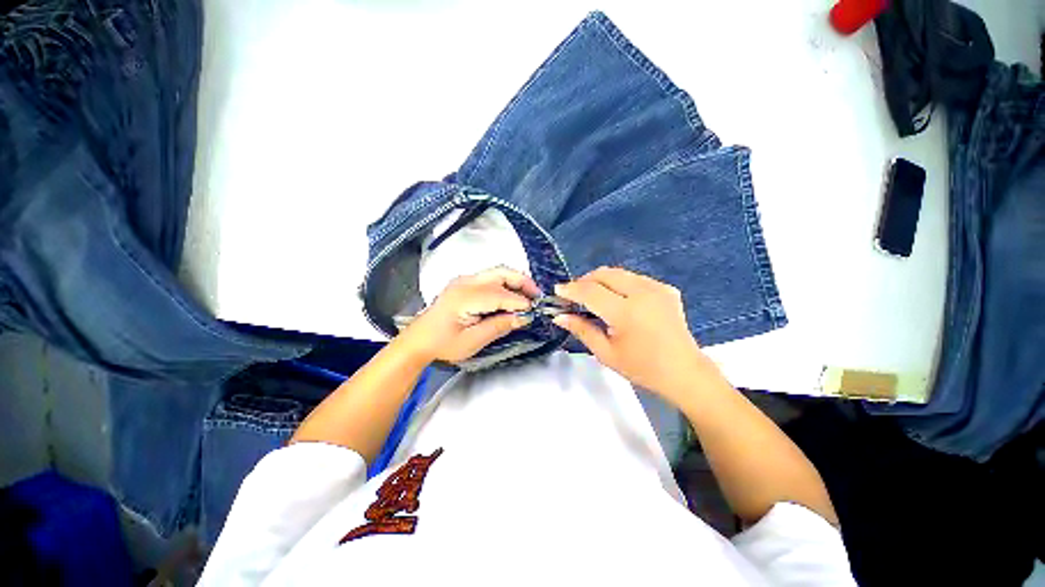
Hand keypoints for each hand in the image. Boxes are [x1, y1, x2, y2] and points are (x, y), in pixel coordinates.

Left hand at [398, 267, 539, 363]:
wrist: (419, 340)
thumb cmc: (444, 344)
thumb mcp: (473, 341)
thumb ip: (499, 326)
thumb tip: (524, 317)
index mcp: (465, 297)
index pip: (501, 294)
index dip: (520, 302)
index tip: (534, 311)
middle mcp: (466, 282)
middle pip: (501, 273)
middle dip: (522, 282)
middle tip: (537, 296)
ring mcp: (464, 280)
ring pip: (497, 272)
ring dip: (515, 281)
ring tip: (528, 295)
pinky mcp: (464, 283)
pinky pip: (490, 277)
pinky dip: (505, 283)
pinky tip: (512, 295)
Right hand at [553, 267, 713, 398]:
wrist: (684, 372)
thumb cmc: (642, 368)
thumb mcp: (606, 353)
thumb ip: (581, 329)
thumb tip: (559, 316)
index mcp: (626, 312)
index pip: (590, 291)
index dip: (571, 289)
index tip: (557, 290)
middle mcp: (643, 293)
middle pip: (604, 273)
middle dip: (585, 280)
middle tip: (575, 295)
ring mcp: (657, 288)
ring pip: (619, 273)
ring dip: (601, 281)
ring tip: (594, 297)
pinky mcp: (666, 289)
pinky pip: (634, 278)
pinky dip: (619, 284)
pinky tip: (618, 300)